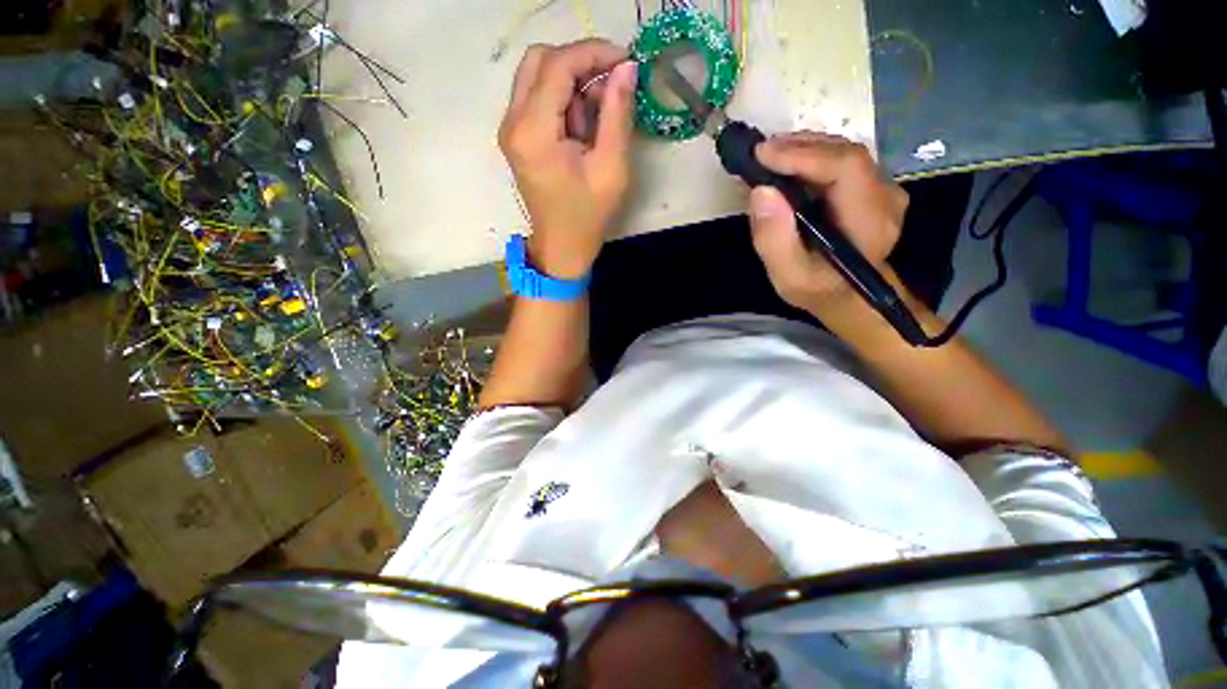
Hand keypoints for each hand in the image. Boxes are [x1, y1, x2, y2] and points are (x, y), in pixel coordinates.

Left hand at [498, 40, 637, 278]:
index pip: (557, 65)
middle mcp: (512, 122)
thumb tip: (626, 69)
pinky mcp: (517, 137)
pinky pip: (537, 98)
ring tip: (599, 115)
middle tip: (611, 84)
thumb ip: (617, 114)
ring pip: (537, 75)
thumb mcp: (611, 168)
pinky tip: (583, 126)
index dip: (594, 53)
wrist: (562, 246)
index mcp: (533, 132)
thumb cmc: (588, 215)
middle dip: (580, 63)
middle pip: (540, 60)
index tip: (626, 62)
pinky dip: (563, 99)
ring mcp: (511, 129)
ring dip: (572, 82)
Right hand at [747, 132, 908, 311]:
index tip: (761, 155)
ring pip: (844, 153)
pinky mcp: (873, 187)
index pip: (846, 167)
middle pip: (846, 153)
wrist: (846, 296)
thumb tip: (761, 191)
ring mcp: (884, 189)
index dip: (804, 155)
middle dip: (800, 147)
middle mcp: (886, 197)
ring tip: (769, 157)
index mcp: (870, 222)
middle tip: (759, 153)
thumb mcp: (788, 276)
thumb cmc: (817, 289)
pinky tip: (787, 166)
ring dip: (804, 149)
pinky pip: (842, 161)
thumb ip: (774, 239)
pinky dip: (811, 157)